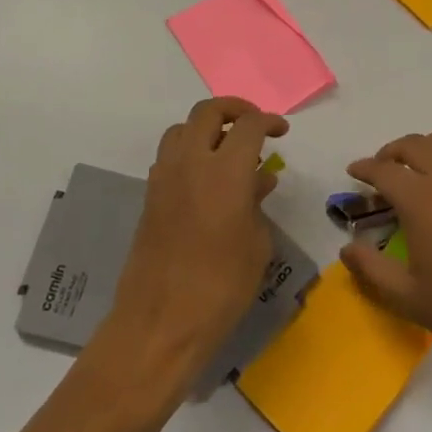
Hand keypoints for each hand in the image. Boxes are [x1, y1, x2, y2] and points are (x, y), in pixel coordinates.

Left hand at [102, 97, 289, 391]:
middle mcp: (191, 162)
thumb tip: (259, 180)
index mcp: (225, 171)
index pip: (248, 125)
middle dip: (234, 109)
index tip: (281, 132)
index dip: (268, 121)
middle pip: (208, 112)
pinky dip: (188, 152)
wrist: (161, 321)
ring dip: (206, 128)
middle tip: (254, 125)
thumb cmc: (222, 286)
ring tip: (226, 149)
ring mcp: (164, 177)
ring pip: (182, 129)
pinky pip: (169, 156)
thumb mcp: (257, 244)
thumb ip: (257, 203)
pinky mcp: (150, 196)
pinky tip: (205, 179)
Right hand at [340, 125, 431, 363]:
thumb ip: (370, 269)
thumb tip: (345, 248)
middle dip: (393, 151)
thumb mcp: (408, 297)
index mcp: (420, 198)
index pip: (383, 170)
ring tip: (431, 157)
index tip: (356, 171)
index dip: (364, 168)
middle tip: (387, 165)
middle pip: (414, 144)